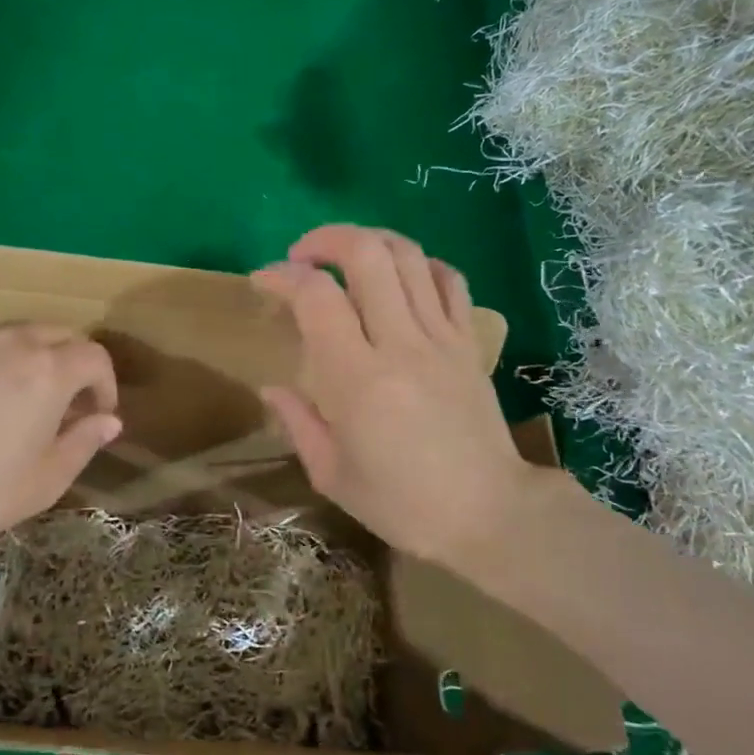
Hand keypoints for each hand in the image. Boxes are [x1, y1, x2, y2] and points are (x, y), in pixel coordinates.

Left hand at [0, 325, 121, 576]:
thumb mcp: (47, 479)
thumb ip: (85, 442)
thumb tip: (109, 421)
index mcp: (50, 370)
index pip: (95, 357)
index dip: (106, 384)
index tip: (100, 415)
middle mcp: (16, 344)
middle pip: (62, 335)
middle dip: (77, 364)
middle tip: (72, 405)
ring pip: (23, 335)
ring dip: (41, 358)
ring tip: (33, 399)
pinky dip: (5, 362)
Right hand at [252, 225, 534, 563]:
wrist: (490, 515)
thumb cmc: (402, 503)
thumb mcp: (332, 475)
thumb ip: (297, 423)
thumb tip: (272, 388)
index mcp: (358, 380)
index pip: (316, 297)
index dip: (282, 276)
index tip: (263, 281)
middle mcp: (401, 344)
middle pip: (367, 254)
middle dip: (326, 239)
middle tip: (302, 255)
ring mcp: (442, 338)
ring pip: (409, 256)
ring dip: (370, 240)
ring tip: (346, 256)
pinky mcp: (469, 342)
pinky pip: (449, 281)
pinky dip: (420, 264)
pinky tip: (400, 277)